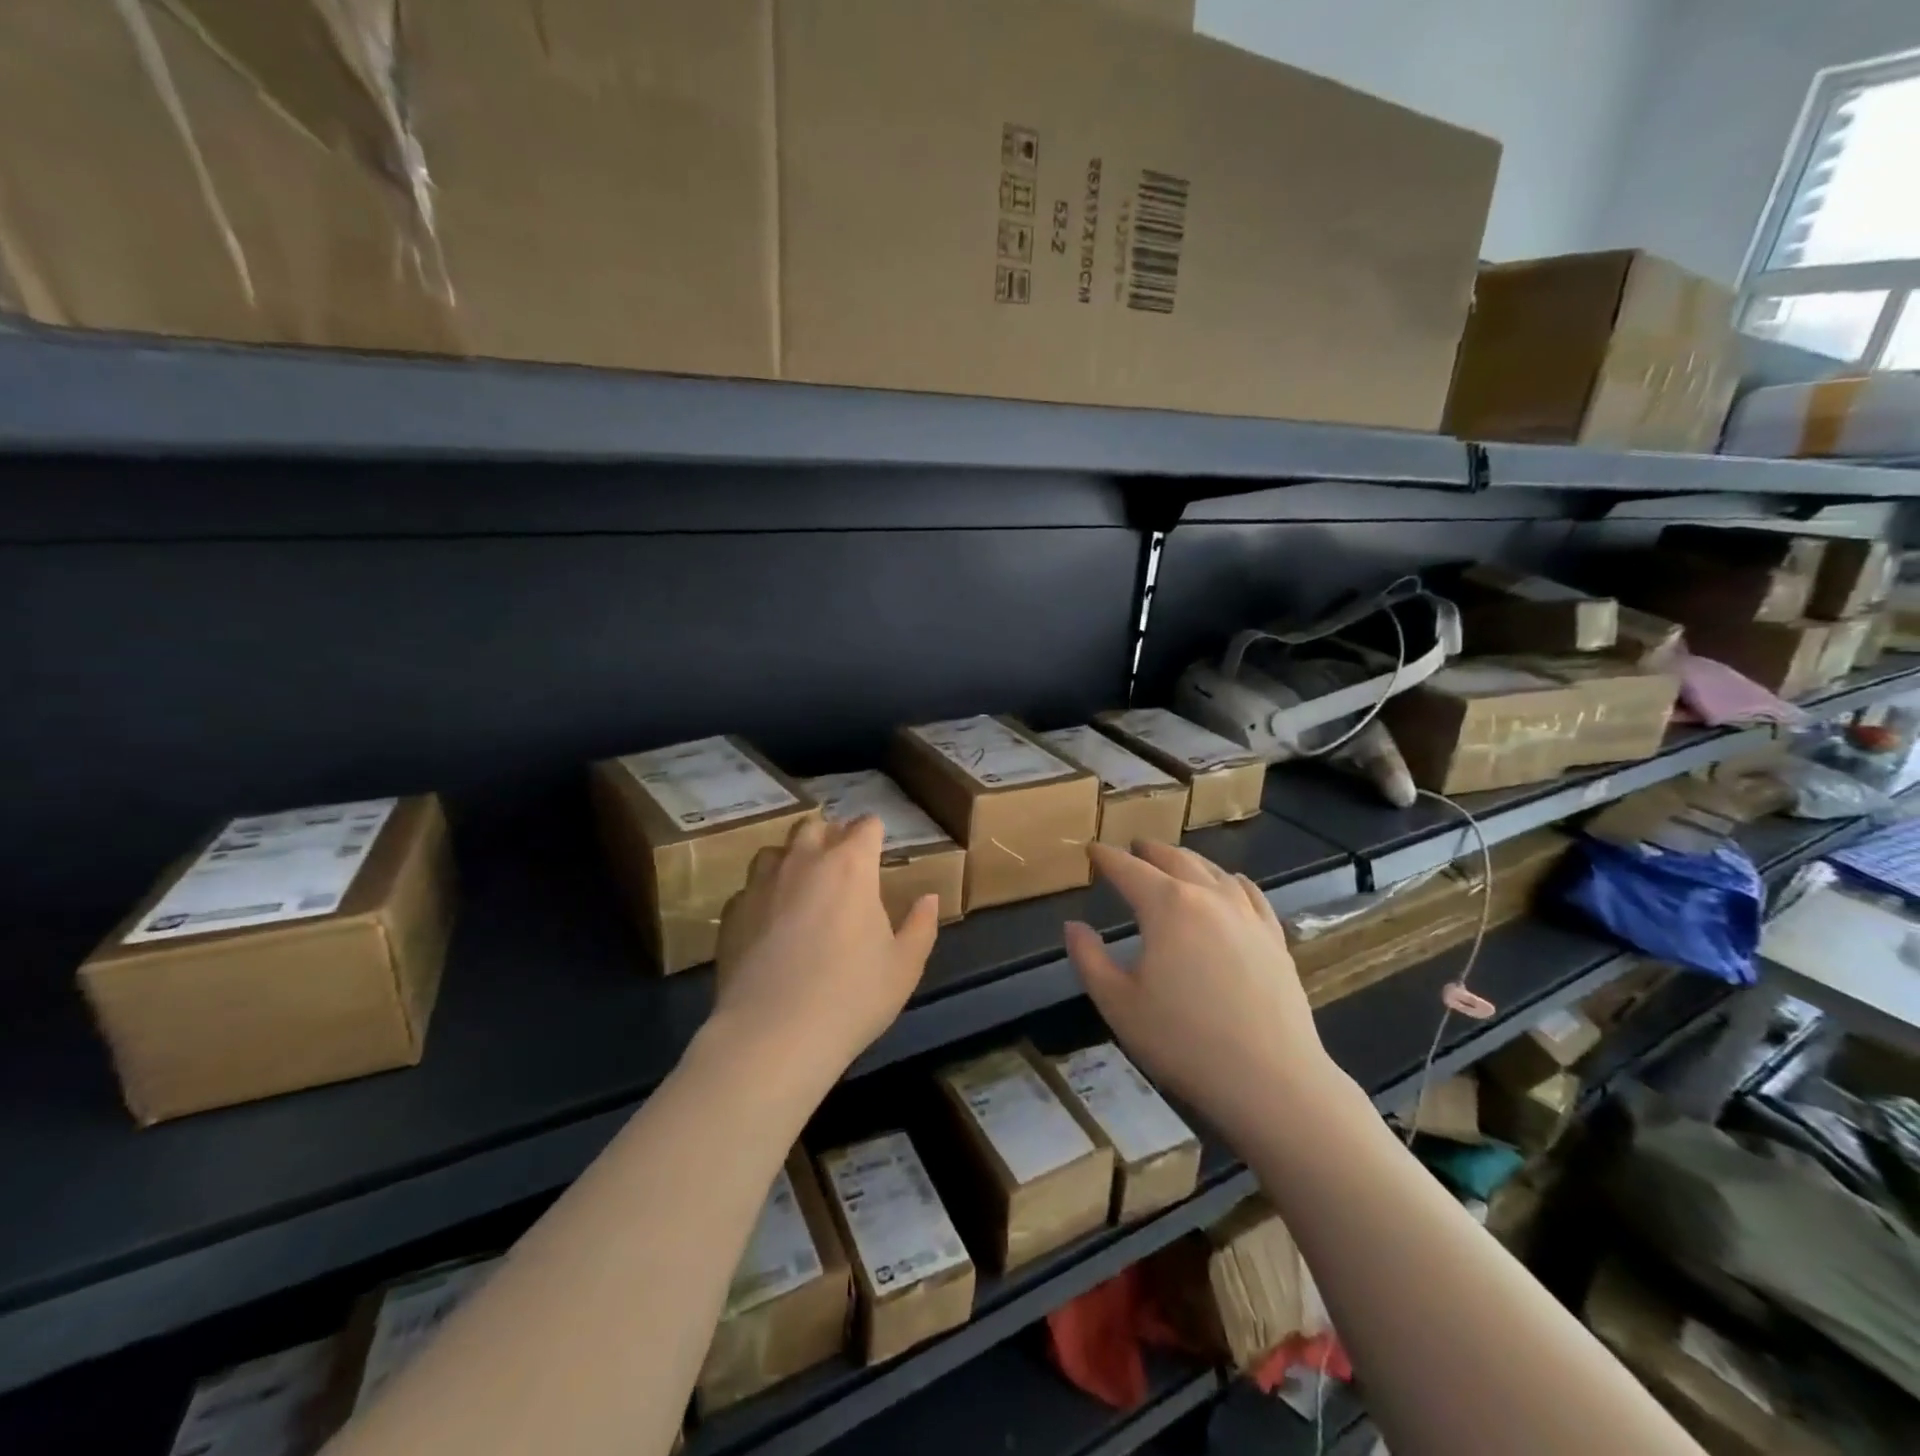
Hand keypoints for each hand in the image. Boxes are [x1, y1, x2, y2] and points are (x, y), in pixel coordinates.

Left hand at [710, 816, 939, 1085]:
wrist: (773, 1034)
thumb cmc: (852, 997)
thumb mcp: (904, 967)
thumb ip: (921, 926)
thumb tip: (929, 898)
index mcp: (851, 867)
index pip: (866, 826)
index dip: (874, 833)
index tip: (878, 849)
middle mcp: (804, 862)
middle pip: (815, 826)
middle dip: (830, 836)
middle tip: (841, 865)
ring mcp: (762, 884)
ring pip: (776, 851)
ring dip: (792, 860)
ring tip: (802, 888)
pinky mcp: (732, 912)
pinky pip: (750, 888)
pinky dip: (764, 895)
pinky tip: (769, 923)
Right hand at [1064, 841, 1354, 1142]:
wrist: (1270, 1080)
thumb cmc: (1183, 1041)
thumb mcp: (1117, 1003)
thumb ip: (1089, 959)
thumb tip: (1073, 926)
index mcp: (1167, 906)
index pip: (1129, 870)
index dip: (1107, 858)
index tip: (1092, 850)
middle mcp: (1208, 897)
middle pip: (1175, 859)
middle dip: (1149, 850)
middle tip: (1133, 847)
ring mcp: (1247, 915)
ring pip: (1214, 871)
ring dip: (1189, 860)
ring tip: (1175, 860)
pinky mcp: (1274, 939)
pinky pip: (1251, 895)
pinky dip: (1233, 881)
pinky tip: (1232, 884)